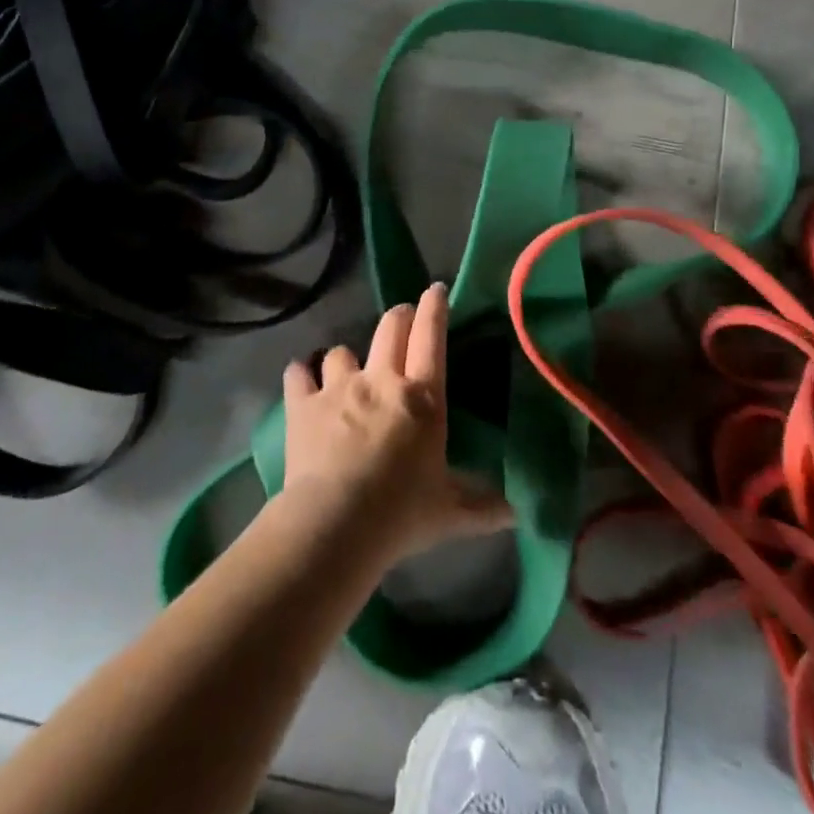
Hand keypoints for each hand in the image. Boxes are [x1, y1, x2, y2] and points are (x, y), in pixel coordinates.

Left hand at [280, 283, 512, 564]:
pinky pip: (298, 374)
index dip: (434, 308)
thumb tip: (515, 514)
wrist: (336, 523)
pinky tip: (301, 380)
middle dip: (398, 316)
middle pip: (390, 329)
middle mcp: (381, 380)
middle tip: (401, 317)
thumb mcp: (450, 511)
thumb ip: (482, 506)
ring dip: (346, 357)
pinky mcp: (303, 405)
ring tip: (345, 368)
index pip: (431, 338)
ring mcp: (339, 388)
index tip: (435, 289)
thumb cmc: (401, 512)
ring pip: (341, 351)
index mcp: (422, 398)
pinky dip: (301, 375)